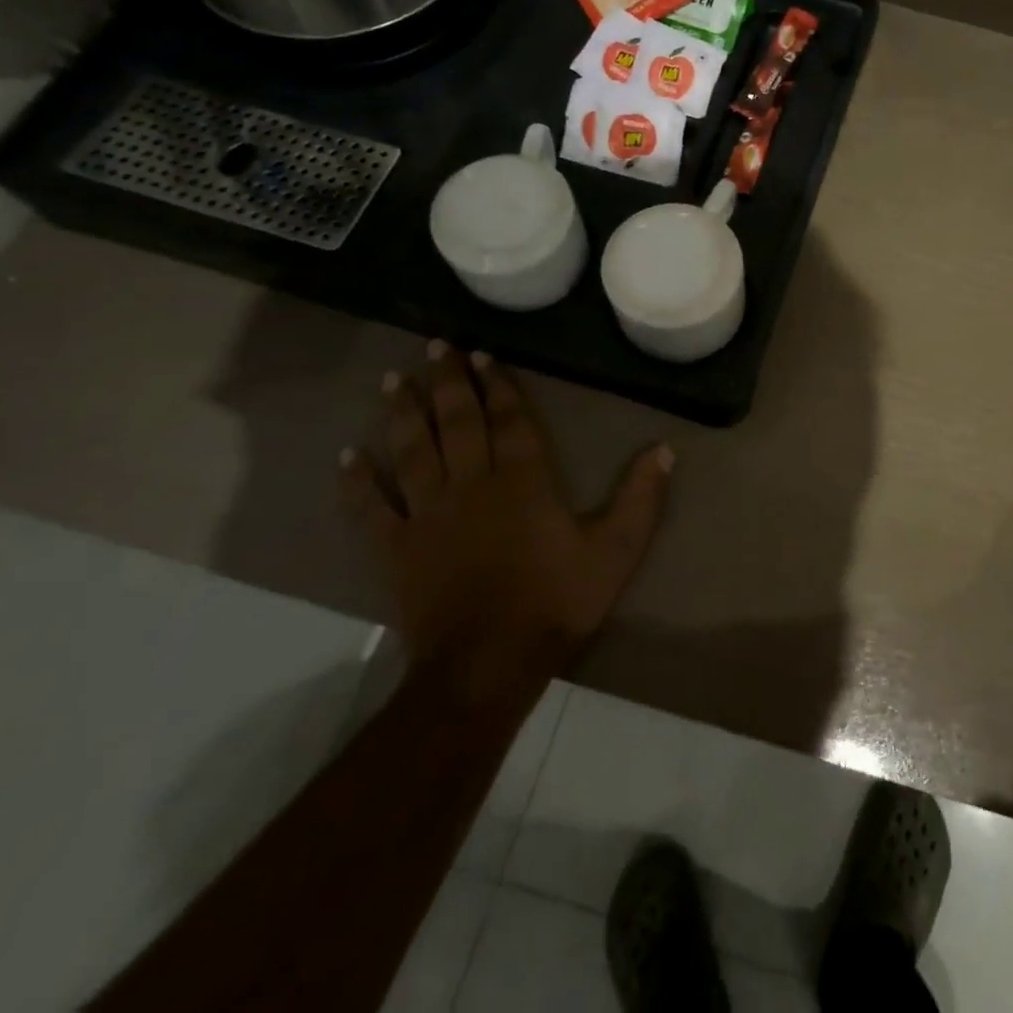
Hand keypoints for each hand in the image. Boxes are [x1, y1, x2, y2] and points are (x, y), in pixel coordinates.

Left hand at [340, 343, 672, 682]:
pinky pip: (371, 509)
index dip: (496, 385)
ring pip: (412, 451)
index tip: (482, 355)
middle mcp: (472, 485)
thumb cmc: (556, 603)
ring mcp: (428, 515)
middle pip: (456, 422)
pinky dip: (357, 482)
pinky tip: (348, 456)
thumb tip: (664, 448)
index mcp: (523, 481)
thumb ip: (640, 498)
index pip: (509, 420)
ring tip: (392, 379)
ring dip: (402, 413)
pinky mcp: (397, 549)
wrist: (487, 666)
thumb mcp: (615, 551)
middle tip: (435, 346)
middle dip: (446, 381)